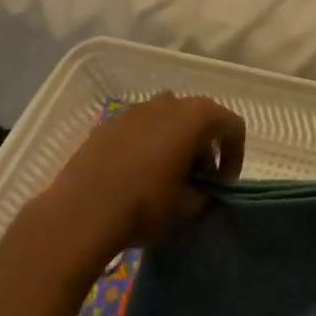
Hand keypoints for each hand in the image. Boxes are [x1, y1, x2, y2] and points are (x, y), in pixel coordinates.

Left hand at [43, 93, 244, 259]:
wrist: (80, 213)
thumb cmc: (145, 205)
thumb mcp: (188, 207)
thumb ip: (206, 194)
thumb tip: (204, 192)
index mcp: (196, 116)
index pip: (232, 126)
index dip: (235, 155)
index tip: (223, 184)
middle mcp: (169, 102)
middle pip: (200, 118)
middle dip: (204, 147)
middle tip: (198, 180)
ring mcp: (135, 110)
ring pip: (167, 120)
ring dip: (175, 142)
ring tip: (166, 176)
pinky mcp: (108, 124)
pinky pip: (139, 129)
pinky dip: (146, 145)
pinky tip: (135, 175)